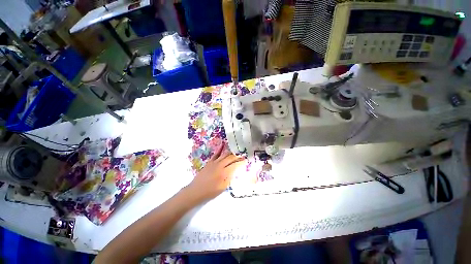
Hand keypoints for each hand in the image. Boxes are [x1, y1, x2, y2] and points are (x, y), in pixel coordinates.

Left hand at [185, 143, 244, 203]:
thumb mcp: (223, 187)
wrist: (196, 190)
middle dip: (238, 156)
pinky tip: (223, 143)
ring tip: (237, 150)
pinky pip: (216, 154)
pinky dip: (220, 148)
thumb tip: (234, 171)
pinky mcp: (210, 161)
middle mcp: (220, 165)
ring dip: (231, 152)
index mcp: (224, 173)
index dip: (241, 162)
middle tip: (243, 155)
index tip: (246, 160)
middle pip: (231, 158)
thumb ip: (230, 178)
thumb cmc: (211, 191)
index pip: (235, 165)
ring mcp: (214, 162)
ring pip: (225, 154)